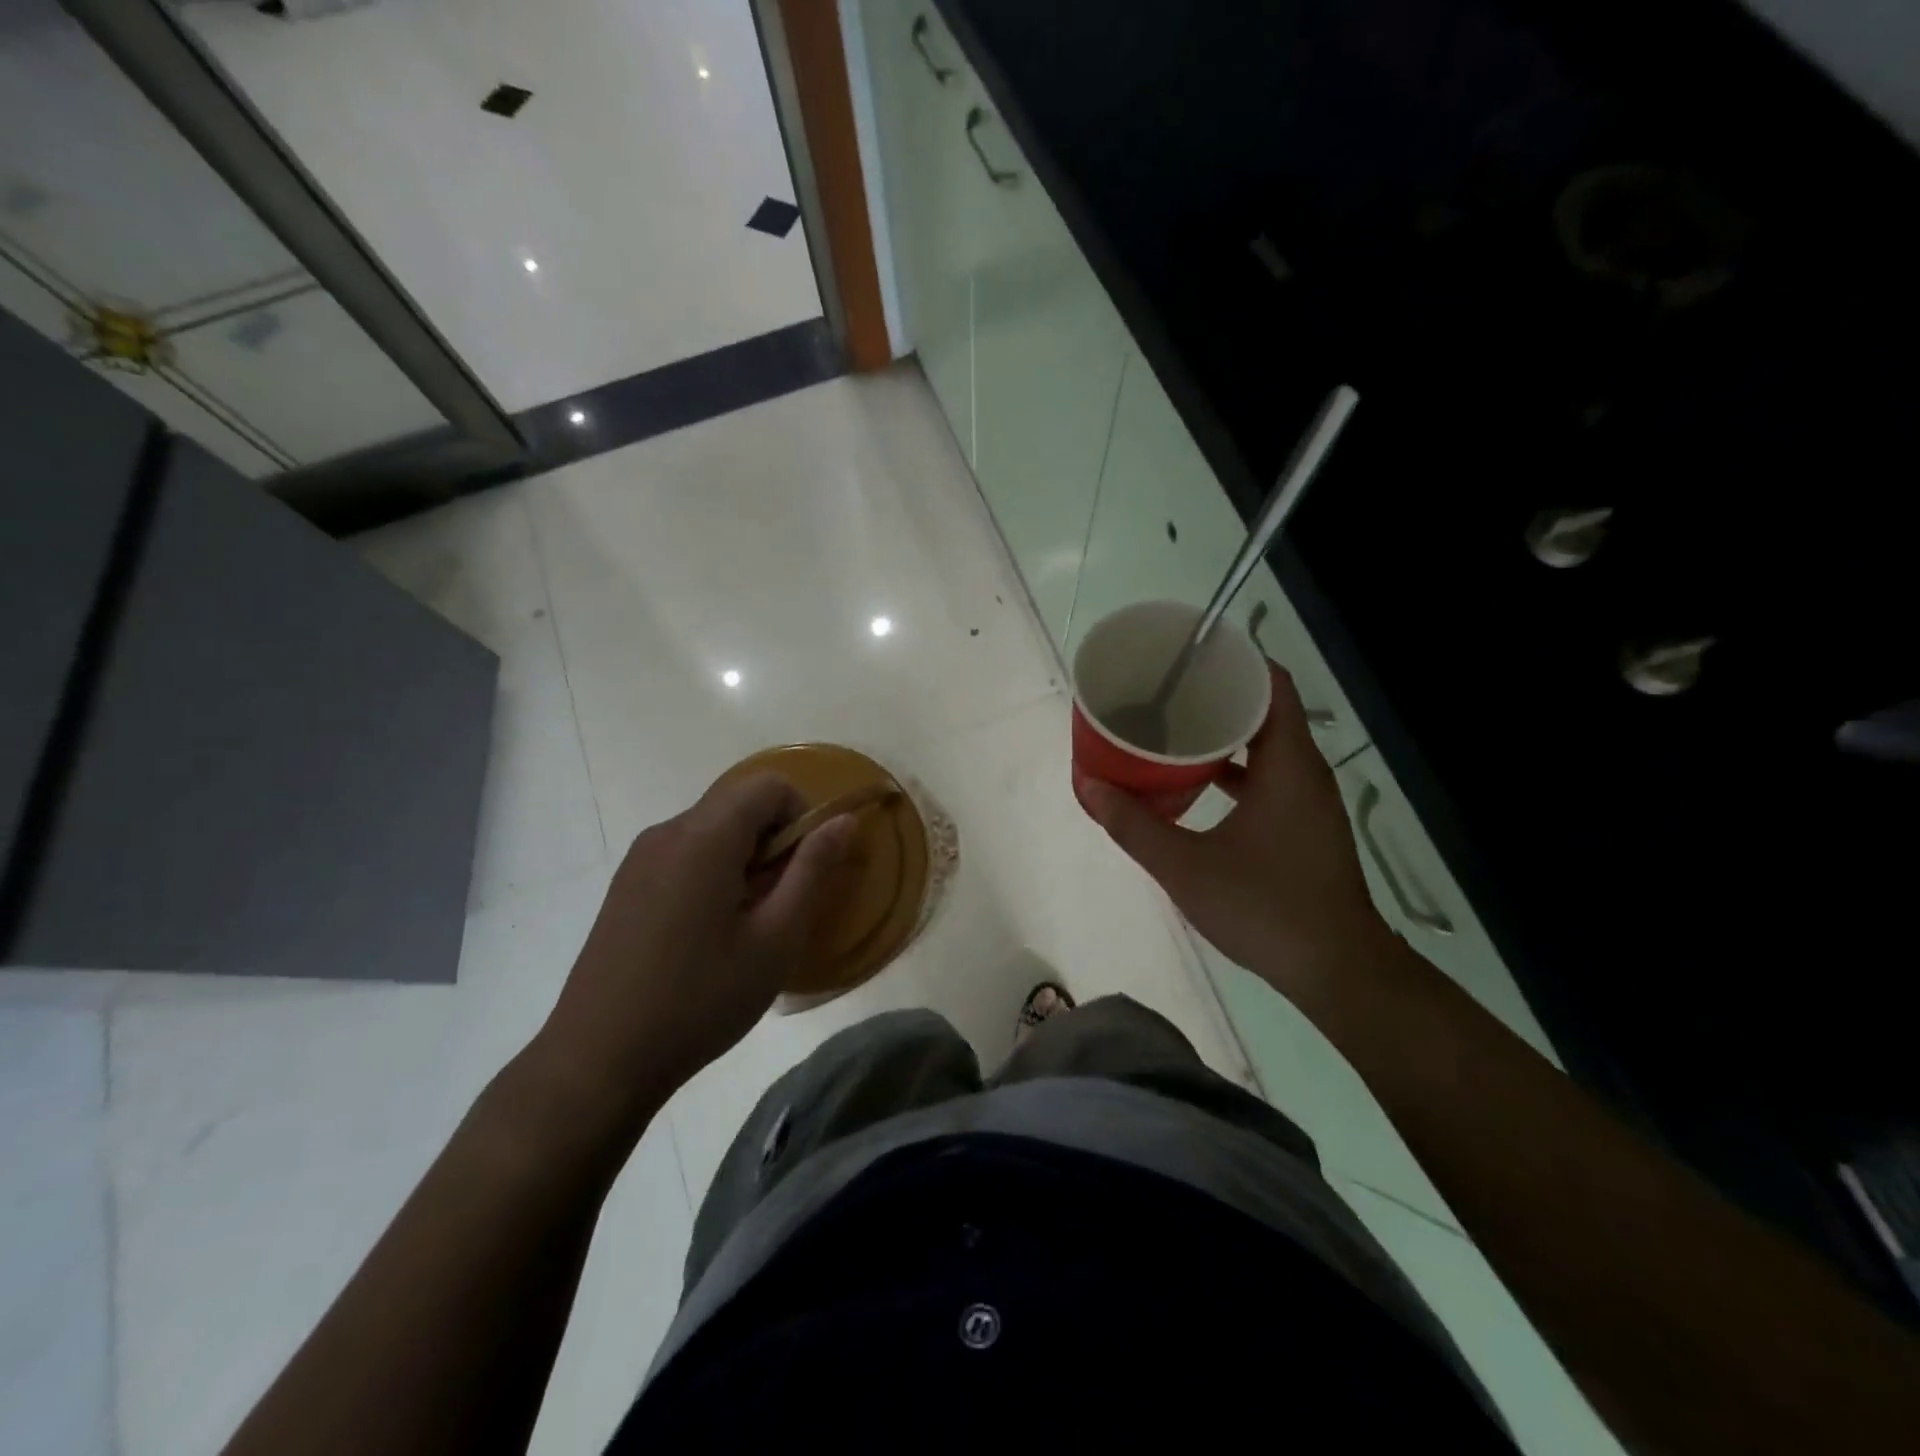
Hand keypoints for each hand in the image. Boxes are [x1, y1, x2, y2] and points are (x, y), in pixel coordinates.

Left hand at [532, 774, 854, 1131]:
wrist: (598, 1059)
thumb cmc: (700, 999)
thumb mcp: (776, 939)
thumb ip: (813, 870)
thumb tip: (843, 821)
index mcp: (705, 837)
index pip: (769, 785)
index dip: (801, 816)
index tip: (803, 872)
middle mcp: (667, 832)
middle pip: (739, 805)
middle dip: (773, 841)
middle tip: (778, 905)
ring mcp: (640, 858)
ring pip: (712, 830)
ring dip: (744, 859)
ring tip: (744, 925)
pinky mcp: (626, 885)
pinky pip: (684, 854)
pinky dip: (712, 872)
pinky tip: (706, 934)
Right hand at [1080, 663, 1394, 1009]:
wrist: (1335, 970)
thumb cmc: (1264, 907)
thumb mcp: (1185, 866)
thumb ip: (1132, 824)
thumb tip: (1087, 783)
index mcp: (1287, 764)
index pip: (1270, 683)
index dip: (1233, 661)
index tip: (1187, 655)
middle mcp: (1305, 771)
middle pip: (1265, 709)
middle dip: (1216, 694)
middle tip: (1164, 691)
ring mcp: (1308, 799)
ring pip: (1266, 745)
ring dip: (1224, 733)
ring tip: (1173, 728)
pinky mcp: (1305, 824)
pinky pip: (1269, 775)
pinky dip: (1235, 768)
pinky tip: (1197, 782)